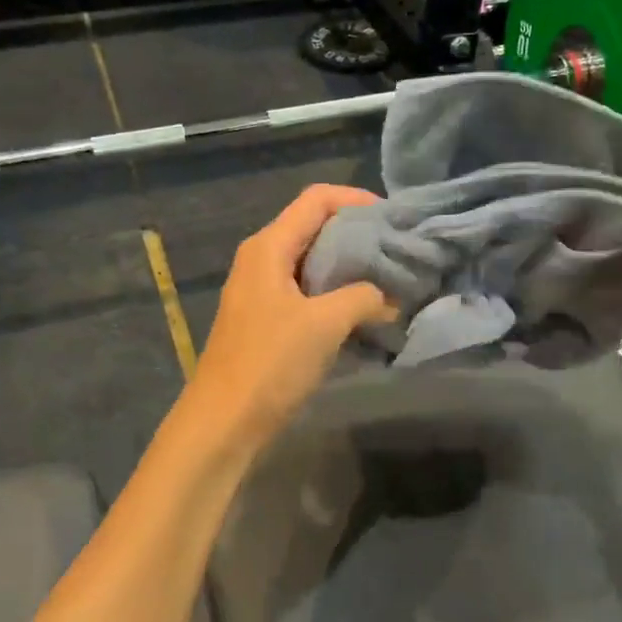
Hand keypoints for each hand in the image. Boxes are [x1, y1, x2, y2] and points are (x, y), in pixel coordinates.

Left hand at [186, 184, 394, 442]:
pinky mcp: (266, 318)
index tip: (393, 218)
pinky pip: (306, 289)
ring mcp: (262, 289)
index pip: (316, 199)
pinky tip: (363, 309)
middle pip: (314, 226)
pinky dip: (335, 291)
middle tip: (397, 248)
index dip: (356, 199)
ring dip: (348, 265)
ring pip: (312, 260)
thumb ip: (363, 297)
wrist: (223, 421)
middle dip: (357, 232)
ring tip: (388, 277)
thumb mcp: (324, 324)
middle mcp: (262, 258)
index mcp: (269, 246)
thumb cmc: (270, 363)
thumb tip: (389, 295)